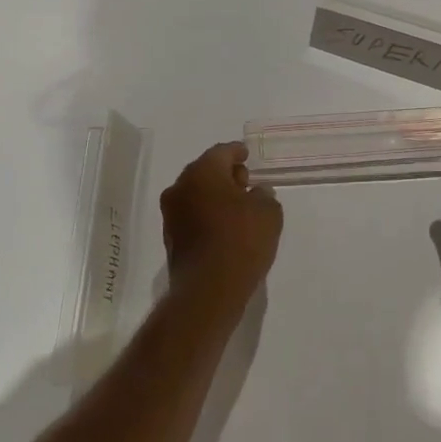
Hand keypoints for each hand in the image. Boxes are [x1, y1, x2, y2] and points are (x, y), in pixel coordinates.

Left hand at [160, 142, 282, 297]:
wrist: (209, 290)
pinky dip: (208, 214)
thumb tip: (256, 193)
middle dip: (225, 174)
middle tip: (245, 181)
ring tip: (239, 206)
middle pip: (205, 171)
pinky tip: (226, 226)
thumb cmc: (242, 240)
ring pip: (196, 194)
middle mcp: (180, 188)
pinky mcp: (171, 239)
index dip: (237, 151)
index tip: (246, 154)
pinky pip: (193, 215)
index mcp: (202, 173)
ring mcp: (172, 215)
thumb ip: (264, 195)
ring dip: (215, 196)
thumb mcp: (268, 212)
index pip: (221, 152)